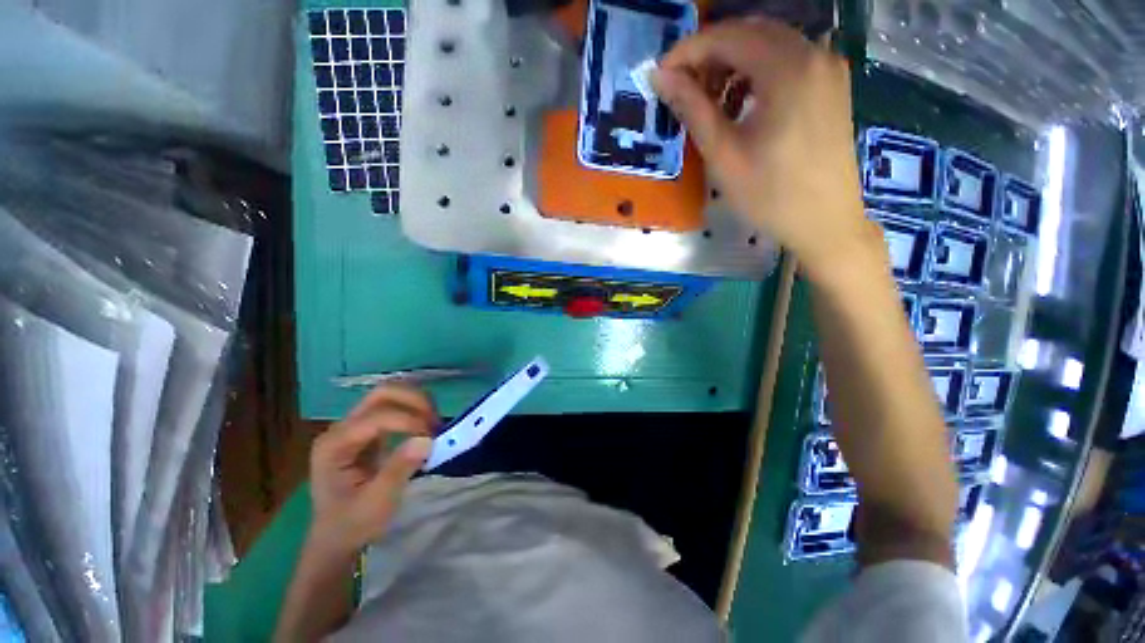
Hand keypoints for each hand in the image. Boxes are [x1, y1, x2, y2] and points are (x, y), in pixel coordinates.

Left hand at [307, 384, 436, 556]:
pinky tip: (425, 424)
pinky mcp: (367, 430)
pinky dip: (414, 408)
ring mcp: (353, 426)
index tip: (433, 437)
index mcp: (335, 444)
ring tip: (433, 422)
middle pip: (382, 393)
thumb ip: (399, 469)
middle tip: (436, 421)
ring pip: (389, 394)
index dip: (409, 420)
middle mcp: (341, 427)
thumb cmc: (353, 524)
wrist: (337, 538)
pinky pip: (393, 406)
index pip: (377, 416)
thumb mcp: (377, 504)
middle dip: (414, 400)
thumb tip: (427, 439)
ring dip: (417, 402)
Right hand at [652, 19, 881, 281]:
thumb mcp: (723, 154)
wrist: (824, 222)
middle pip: (750, 33)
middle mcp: (813, 53)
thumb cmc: (769, 195)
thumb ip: (692, 108)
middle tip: (683, 89)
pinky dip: (757, 74)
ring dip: (733, 65)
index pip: (727, 37)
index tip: (662, 74)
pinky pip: (787, 62)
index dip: (688, 51)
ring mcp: (827, 67)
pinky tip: (742, 106)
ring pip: (769, 45)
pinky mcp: (831, 85)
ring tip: (711, 103)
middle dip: (710, 55)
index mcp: (787, 68)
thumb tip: (660, 76)